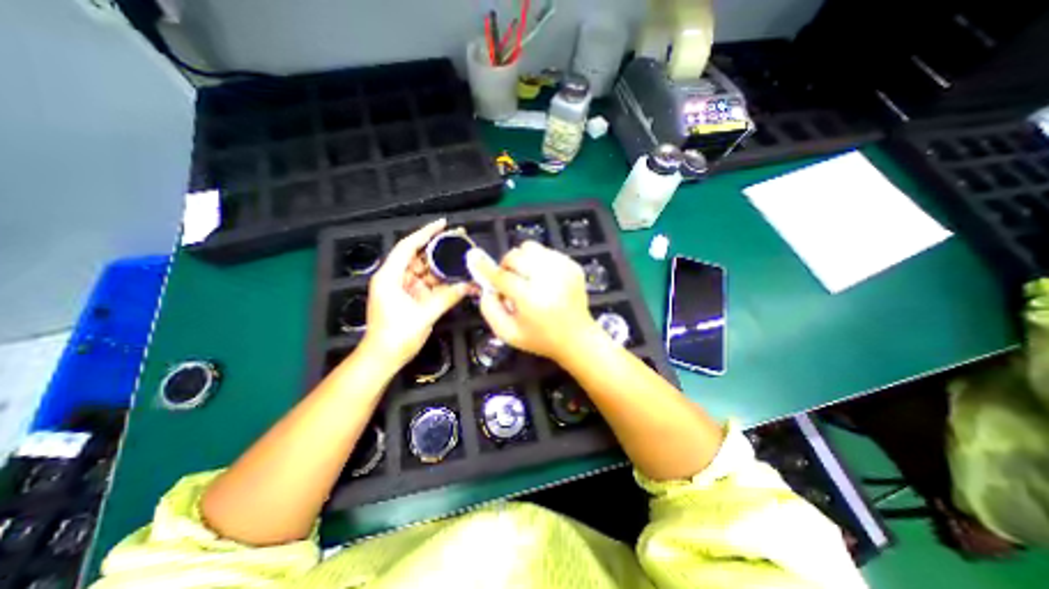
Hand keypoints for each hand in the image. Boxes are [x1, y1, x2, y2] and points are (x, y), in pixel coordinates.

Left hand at [366, 218, 470, 368]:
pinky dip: (442, 282)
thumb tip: (470, 286)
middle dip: (438, 249)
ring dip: (443, 267)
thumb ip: (447, 298)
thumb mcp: (424, 315)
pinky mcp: (411, 298)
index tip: (442, 223)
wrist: (383, 357)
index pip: (408, 247)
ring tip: (462, 259)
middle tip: (459, 241)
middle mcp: (396, 278)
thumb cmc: (396, 336)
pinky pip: (429, 284)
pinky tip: (457, 278)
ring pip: (426, 271)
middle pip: (419, 257)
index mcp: (390, 277)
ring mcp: (404, 288)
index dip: (425, 233)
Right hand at [467, 241, 598, 361]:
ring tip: (526, 277)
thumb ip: (489, 309)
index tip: (474, 259)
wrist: (577, 338)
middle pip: (516, 256)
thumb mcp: (508, 334)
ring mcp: (563, 269)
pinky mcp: (572, 265)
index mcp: (531, 299)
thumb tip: (486, 286)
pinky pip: (546, 252)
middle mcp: (548, 279)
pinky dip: (538, 261)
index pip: (502, 276)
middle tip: (509, 280)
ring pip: (531, 248)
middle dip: (506, 266)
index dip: (485, 268)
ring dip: (522, 260)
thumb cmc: (541, 339)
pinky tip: (542, 278)